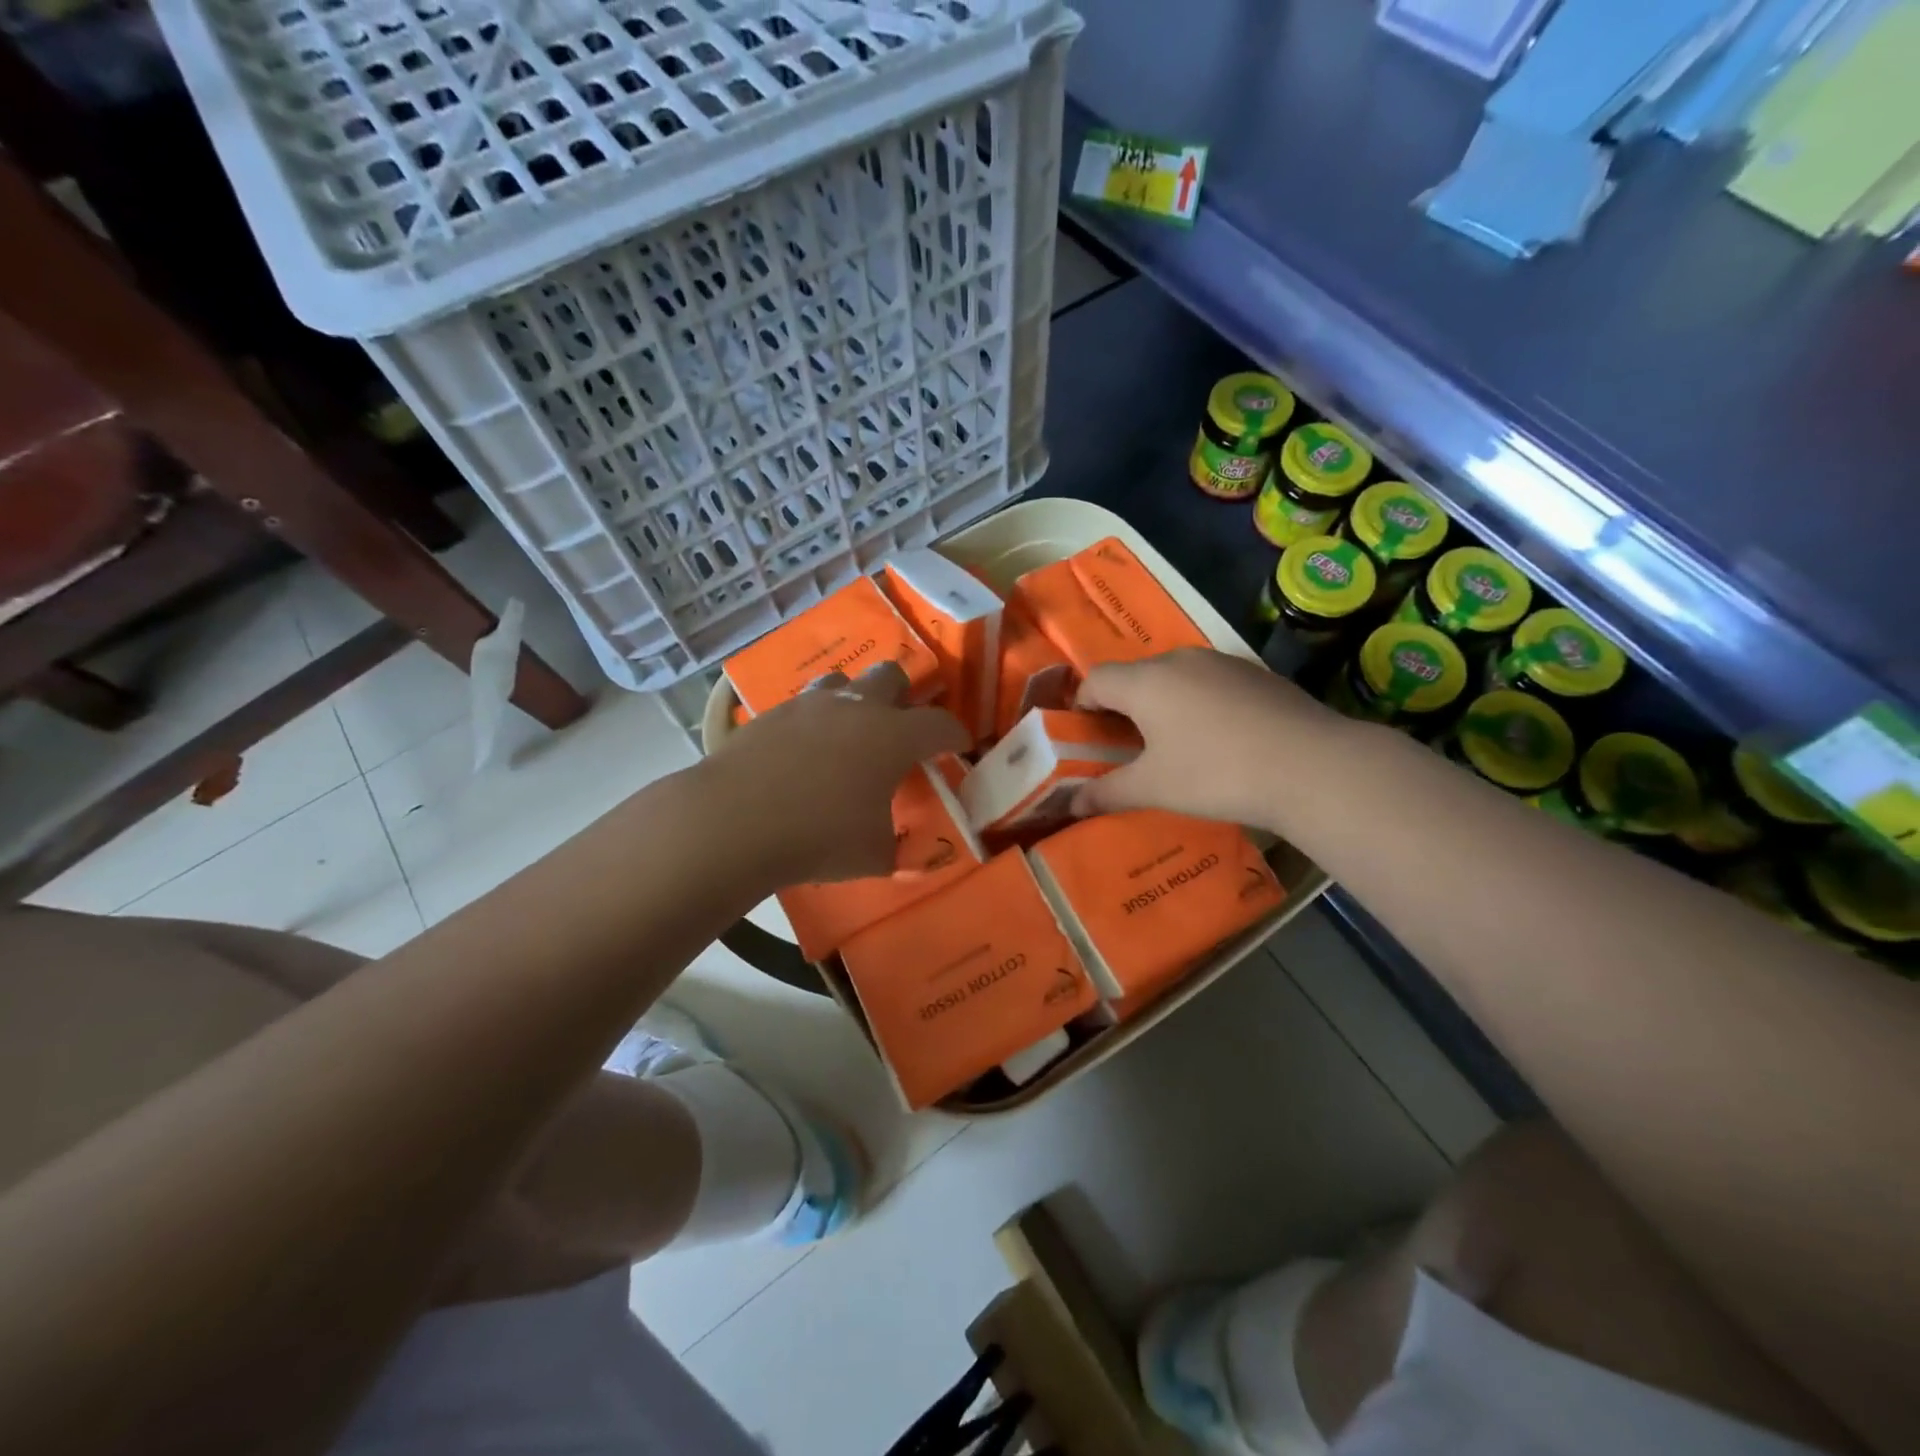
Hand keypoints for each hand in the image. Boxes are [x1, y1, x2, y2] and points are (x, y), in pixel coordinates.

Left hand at [704, 662, 968, 887]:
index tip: (958, 745)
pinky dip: (815, 719)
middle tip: (901, 728)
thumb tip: (905, 853)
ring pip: (843, 679)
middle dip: (904, 696)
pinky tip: (805, 748)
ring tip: (850, 730)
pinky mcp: (772, 713)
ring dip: (855, 698)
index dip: (955, 734)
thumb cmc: (819, 837)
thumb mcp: (874, 855)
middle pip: (891, 675)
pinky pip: (804, 703)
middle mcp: (857, 707)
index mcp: (894, 736)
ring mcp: (811, 705)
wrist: (734, 821)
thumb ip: (898, 849)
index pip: (940, 723)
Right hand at [1071, 648, 1340, 827]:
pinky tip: (1218, 738)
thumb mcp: (1154, 788)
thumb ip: (1106, 793)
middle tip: (1124, 746)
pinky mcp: (1256, 673)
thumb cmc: (1216, 774)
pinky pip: (1210, 683)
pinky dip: (1199, 703)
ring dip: (1162, 703)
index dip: (1081, 705)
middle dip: (1121, 706)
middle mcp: (1180, 660)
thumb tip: (1070, 805)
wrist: (1312, 766)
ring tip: (1171, 744)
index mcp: (1146, 681)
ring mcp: (1222, 663)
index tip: (1084, 736)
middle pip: (1134, 675)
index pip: (1095, 680)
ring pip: (1175, 677)